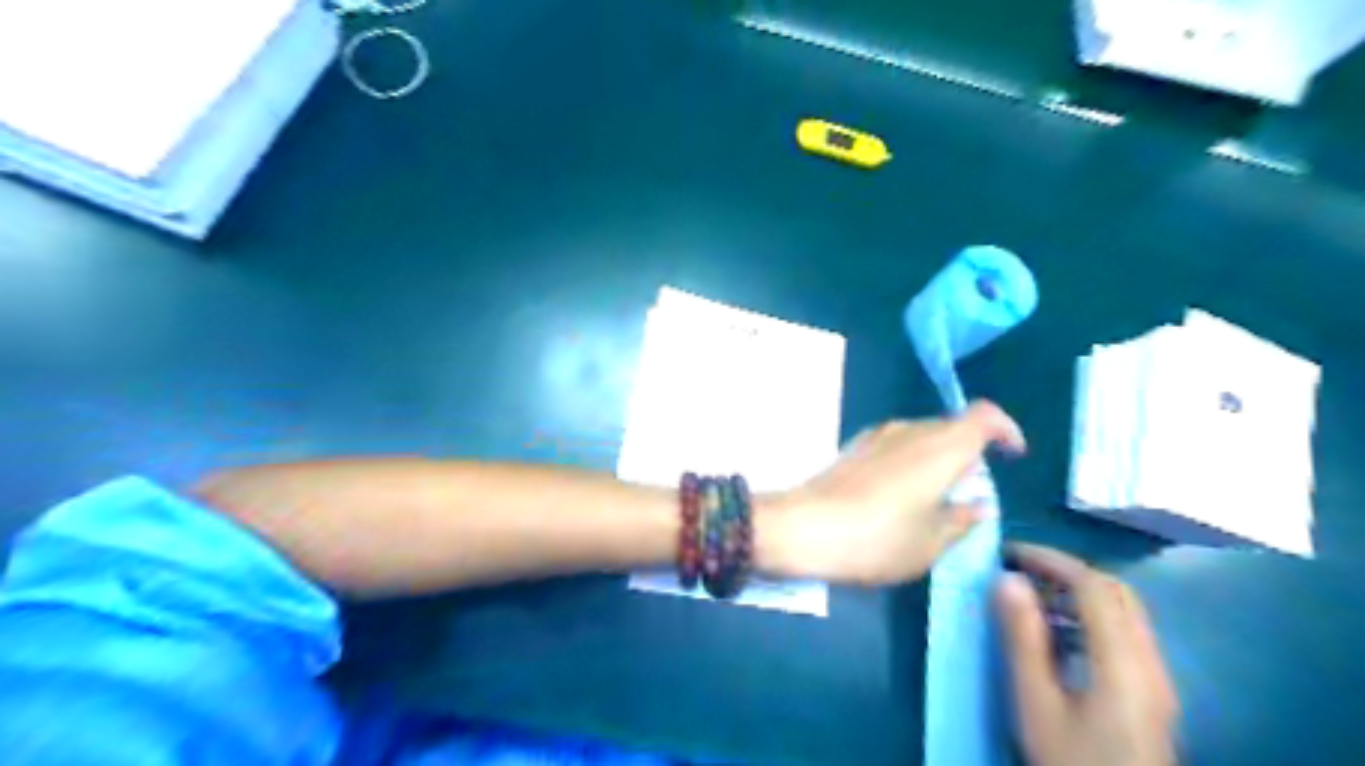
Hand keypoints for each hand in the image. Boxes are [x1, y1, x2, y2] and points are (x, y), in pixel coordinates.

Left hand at [757, 399, 1022, 582]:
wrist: (804, 528)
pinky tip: (899, 496)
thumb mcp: (931, 542)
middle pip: (953, 426)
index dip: (1005, 430)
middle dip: (970, 452)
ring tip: (936, 499)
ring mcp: (878, 435)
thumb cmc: (878, 538)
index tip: (1012, 456)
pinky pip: (897, 445)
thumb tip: (977, 504)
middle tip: (969, 492)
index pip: (985, 416)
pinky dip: (911, 462)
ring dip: (938, 458)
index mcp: (942, 446)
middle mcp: (911, 430)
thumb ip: (961, 520)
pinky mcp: (854, 447)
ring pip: (923, 435)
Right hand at [994, 545, 1183, 765]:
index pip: (1092, 585)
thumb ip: (1023, 638)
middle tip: (1019, 570)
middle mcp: (1149, 661)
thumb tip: (1007, 580)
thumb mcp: (1037, 702)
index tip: (1008, 553)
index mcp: (1122, 662)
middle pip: (1115, 591)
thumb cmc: (1072, 762)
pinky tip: (1057, 636)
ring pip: (1123, 611)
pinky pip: (1124, 634)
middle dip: (1065, 570)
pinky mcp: (1152, 693)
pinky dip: (1089, 618)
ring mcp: (1156, 678)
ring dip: (1077, 593)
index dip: (1050, 560)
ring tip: (1030, 599)